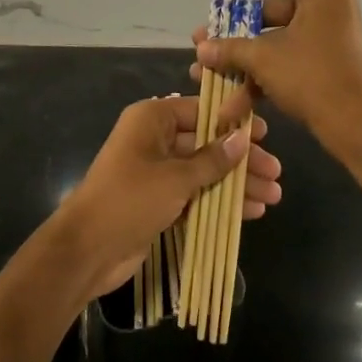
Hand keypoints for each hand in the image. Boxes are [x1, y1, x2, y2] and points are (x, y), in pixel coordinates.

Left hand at [56, 95, 283, 299]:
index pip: (201, 111)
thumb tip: (242, 139)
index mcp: (152, 119)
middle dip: (241, 160)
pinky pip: (196, 193)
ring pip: (205, 171)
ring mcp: (157, 171)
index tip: (265, 135)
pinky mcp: (159, 200)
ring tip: (272, 197)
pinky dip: (220, 201)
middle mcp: (155, 139)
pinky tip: (250, 212)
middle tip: (275, 173)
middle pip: (207, 143)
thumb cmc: (129, 199)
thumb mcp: (175, 178)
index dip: (234, 123)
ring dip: (236, 184)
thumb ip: (212, 160)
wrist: (86, 250)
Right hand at [190, 0, 361, 156]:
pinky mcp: (324, 56)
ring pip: (273, 36)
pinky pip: (285, 54)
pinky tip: (232, 103)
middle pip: (268, 7)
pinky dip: (261, 74)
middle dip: (233, 30)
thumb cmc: (314, 78)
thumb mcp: (265, 58)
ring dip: (242, 57)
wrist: (357, 128)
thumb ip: (230, 48)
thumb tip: (201, 48)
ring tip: (206, 72)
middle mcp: (326, 0)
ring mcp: (325, 30)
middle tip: (202, 38)